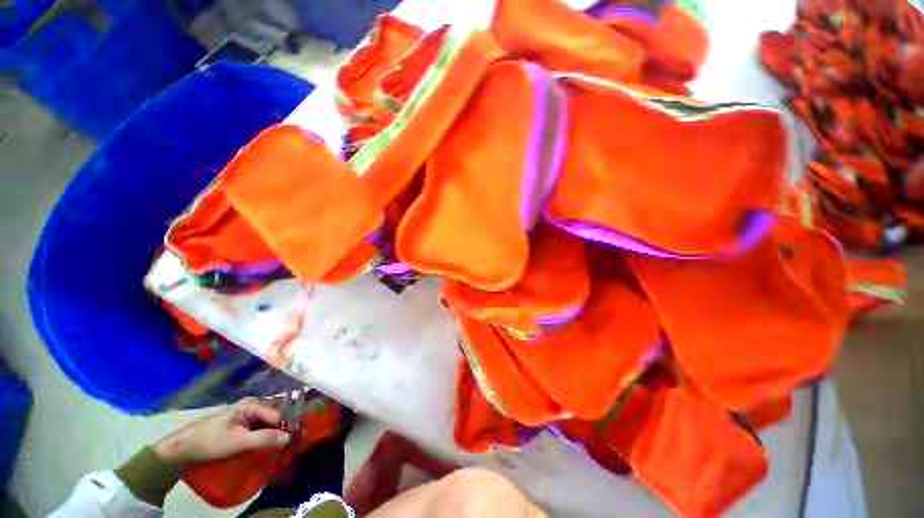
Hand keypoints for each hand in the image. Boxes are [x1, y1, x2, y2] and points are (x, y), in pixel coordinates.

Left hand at [153, 398, 290, 469]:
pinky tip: (267, 448)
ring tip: (281, 449)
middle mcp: (252, 406)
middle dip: (282, 430)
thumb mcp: (237, 443)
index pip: (278, 414)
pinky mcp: (241, 425)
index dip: (287, 427)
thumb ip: (264, 439)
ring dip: (274, 436)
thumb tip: (290, 437)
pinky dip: (265, 438)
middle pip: (274, 417)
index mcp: (252, 404)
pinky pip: (259, 429)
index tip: (296, 440)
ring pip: (268, 424)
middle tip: (290, 446)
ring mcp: (246, 415)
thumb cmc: (209, 442)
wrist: (180, 450)